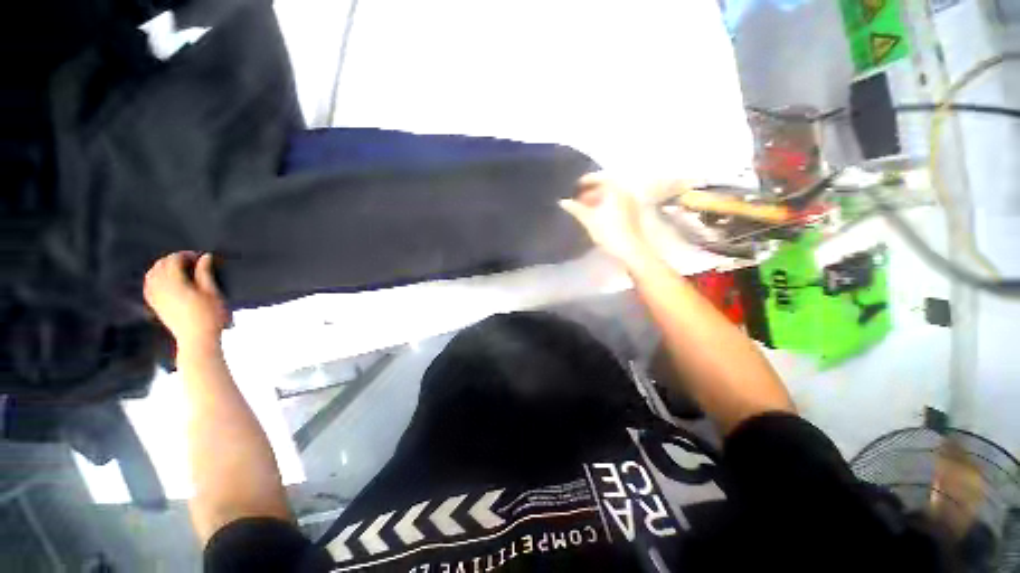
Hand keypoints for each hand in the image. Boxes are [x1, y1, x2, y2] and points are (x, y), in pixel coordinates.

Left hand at [144, 252, 228, 348]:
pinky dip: (154, 278)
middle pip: (160, 266)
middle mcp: (160, 287)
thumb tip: (205, 256)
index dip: (185, 255)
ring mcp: (155, 297)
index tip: (199, 257)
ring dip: (162, 268)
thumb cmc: (210, 315)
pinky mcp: (155, 305)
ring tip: (177, 268)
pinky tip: (163, 280)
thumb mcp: (212, 292)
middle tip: (190, 261)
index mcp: (174, 283)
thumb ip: (205, 273)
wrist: (197, 338)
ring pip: (151, 275)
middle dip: (173, 260)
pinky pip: (148, 286)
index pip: (173, 260)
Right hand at [559, 173, 651, 264]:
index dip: (585, 181)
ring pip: (612, 194)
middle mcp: (626, 190)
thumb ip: (576, 208)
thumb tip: (562, 201)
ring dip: (598, 199)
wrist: (632, 250)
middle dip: (591, 191)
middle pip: (606, 185)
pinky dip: (607, 204)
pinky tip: (598, 214)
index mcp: (616, 187)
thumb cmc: (609, 232)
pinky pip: (618, 202)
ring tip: (585, 208)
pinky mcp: (634, 211)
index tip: (573, 187)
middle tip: (578, 199)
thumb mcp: (589, 220)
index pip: (599, 177)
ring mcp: (632, 200)